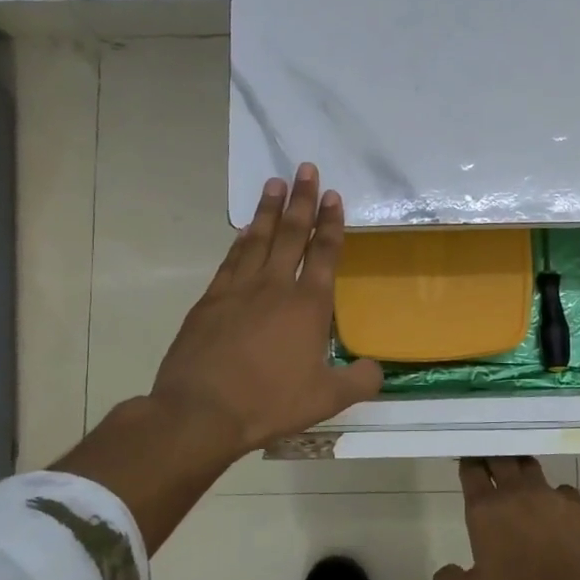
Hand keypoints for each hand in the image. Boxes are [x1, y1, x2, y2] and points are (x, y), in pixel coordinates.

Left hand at [150, 164, 382, 454]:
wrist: (201, 411)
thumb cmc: (270, 402)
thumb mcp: (326, 399)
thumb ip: (359, 381)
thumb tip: (378, 369)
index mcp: (308, 305)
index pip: (324, 253)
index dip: (331, 223)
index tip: (334, 196)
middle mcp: (275, 287)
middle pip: (292, 234)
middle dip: (302, 200)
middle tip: (306, 168)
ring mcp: (238, 290)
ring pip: (258, 239)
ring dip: (269, 210)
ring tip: (275, 183)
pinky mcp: (210, 301)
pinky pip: (231, 260)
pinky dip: (241, 240)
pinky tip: (245, 229)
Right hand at [433, 457, 579, 579]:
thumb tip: (442, 575)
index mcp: (485, 508)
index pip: (472, 471)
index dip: (468, 462)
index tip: (467, 459)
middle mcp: (516, 492)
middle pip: (501, 458)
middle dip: (493, 456)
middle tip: (490, 459)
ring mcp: (550, 494)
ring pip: (531, 467)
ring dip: (522, 468)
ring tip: (520, 477)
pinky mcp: (579, 505)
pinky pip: (563, 491)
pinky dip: (556, 496)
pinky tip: (557, 511)